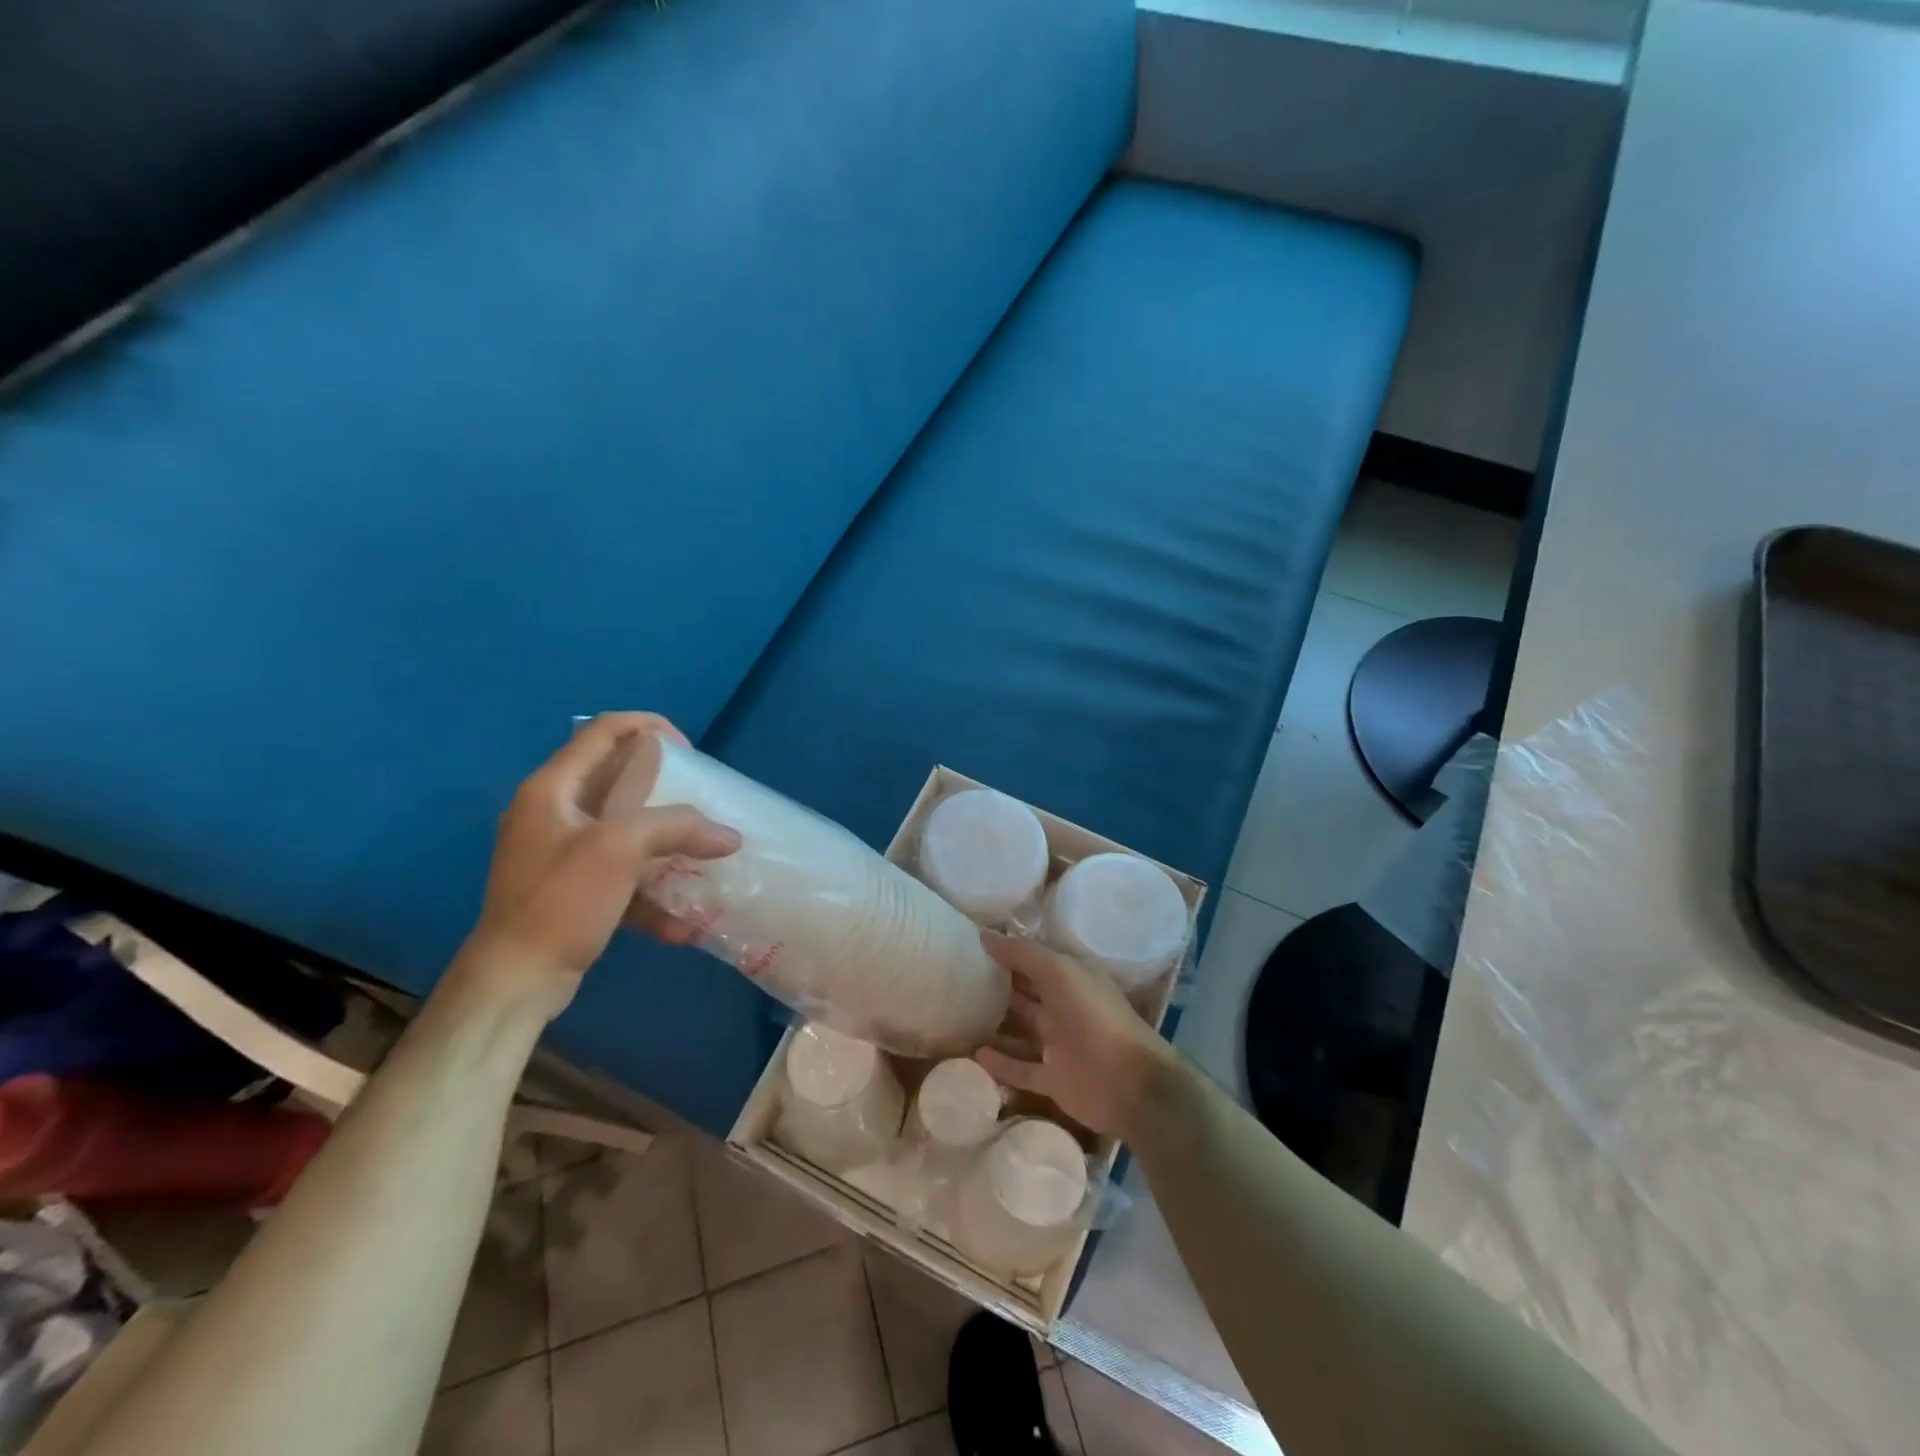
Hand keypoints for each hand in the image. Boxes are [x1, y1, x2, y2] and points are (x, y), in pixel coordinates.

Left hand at [455, 712, 739, 1018]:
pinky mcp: (571, 890)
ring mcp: (560, 854)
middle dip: (664, 787)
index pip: (602, 731)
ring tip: (700, 854)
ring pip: (623, 830)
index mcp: (552, 788)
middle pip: (615, 780)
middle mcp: (552, 813)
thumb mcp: (621, 850)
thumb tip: (730, 836)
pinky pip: (620, 876)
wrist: (514, 982)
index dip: (648, 725)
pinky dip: (650, 893)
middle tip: (698, 798)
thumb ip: (677, 828)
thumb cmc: (561, 901)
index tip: (689, 750)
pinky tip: (682, 924)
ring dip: (664, 842)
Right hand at [975, 932, 1179, 1140]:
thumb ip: (1023, 953)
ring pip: (1021, 1030)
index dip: (1007, 951)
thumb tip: (984, 935)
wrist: (1129, 1083)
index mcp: (1071, 978)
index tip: (972, 945)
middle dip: (998, 985)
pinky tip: (974, 1054)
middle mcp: (1064, 1008)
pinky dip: (1000, 1063)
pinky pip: (1020, 1069)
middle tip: (958, 977)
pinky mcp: (1053, 1080)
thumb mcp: (1059, 972)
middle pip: (1025, 993)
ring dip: (996, 1023)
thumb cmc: (1094, 1016)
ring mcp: (1059, 1045)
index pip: (1034, 960)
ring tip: (959, 1015)